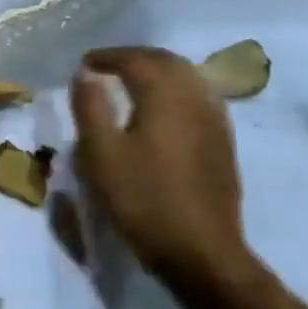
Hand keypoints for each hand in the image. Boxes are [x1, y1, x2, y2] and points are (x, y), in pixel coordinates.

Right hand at [69, 47, 255, 292]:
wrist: (200, 251)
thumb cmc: (142, 199)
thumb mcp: (100, 153)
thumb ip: (90, 107)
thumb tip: (85, 74)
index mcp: (165, 96)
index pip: (136, 60)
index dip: (108, 56)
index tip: (84, 64)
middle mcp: (196, 99)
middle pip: (167, 62)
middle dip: (135, 58)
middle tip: (106, 67)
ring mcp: (215, 121)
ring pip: (187, 78)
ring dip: (157, 72)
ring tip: (131, 83)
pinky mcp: (222, 143)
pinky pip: (198, 98)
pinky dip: (175, 91)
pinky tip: (161, 110)